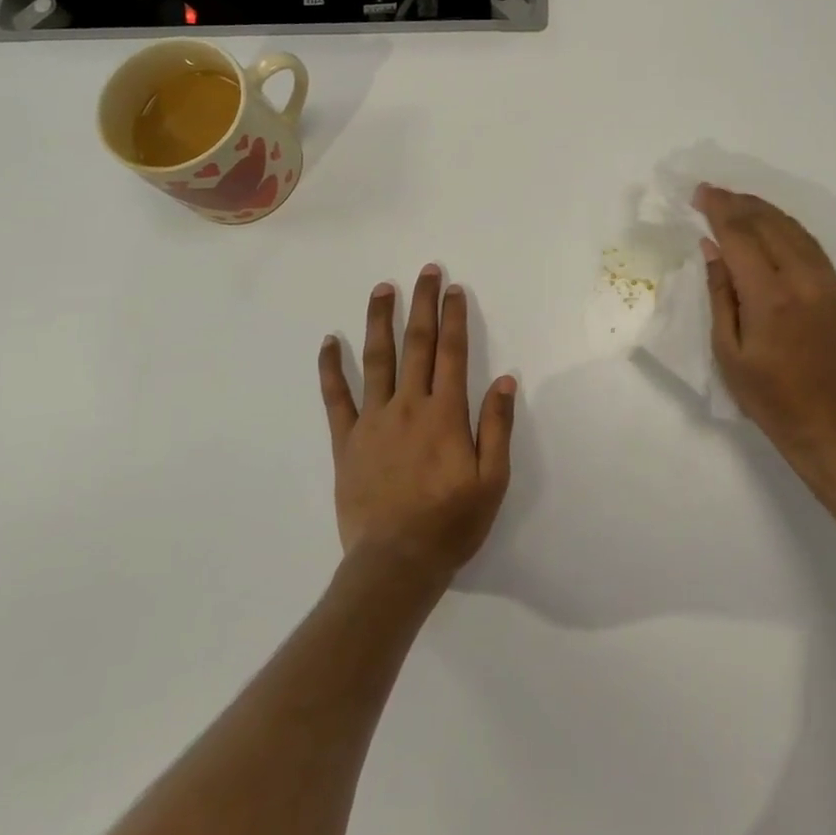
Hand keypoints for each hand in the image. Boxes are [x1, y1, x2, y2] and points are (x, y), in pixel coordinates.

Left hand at [317, 266, 515, 587]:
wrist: (395, 563)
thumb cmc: (451, 523)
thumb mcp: (492, 481)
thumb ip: (497, 427)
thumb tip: (506, 381)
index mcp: (445, 414)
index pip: (452, 353)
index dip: (453, 318)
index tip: (453, 289)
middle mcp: (408, 406)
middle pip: (417, 344)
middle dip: (422, 304)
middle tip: (425, 271)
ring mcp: (373, 421)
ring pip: (376, 359)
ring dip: (380, 320)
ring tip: (382, 289)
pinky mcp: (346, 441)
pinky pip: (336, 397)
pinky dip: (332, 368)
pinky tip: (329, 342)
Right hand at [696, 186, 835, 488]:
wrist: (832, 425)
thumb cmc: (769, 397)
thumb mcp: (728, 351)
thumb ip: (720, 293)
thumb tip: (711, 248)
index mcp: (770, 297)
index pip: (740, 236)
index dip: (718, 210)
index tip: (699, 193)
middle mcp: (803, 279)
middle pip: (768, 223)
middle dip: (738, 203)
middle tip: (712, 192)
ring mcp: (827, 282)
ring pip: (793, 228)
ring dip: (762, 210)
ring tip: (736, 201)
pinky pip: (809, 244)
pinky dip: (785, 226)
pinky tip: (769, 225)